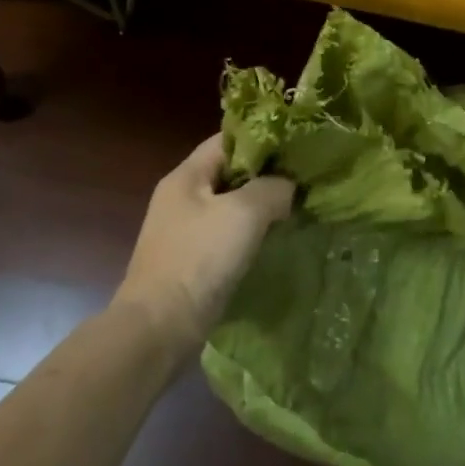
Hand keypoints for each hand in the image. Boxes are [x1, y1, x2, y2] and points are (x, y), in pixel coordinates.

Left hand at [115, 134, 295, 349]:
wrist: (160, 326)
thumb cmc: (199, 259)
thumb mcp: (244, 214)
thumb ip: (271, 188)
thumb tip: (287, 186)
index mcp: (186, 177)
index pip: (226, 140)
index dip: (261, 139)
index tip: (296, 145)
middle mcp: (181, 198)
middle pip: (229, 172)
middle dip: (266, 173)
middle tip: (304, 178)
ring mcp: (185, 231)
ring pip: (230, 205)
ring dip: (261, 205)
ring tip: (297, 207)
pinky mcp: (193, 260)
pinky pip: (227, 234)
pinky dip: (251, 232)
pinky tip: (275, 238)